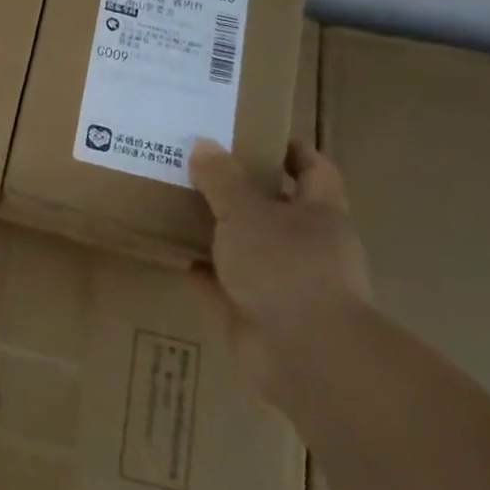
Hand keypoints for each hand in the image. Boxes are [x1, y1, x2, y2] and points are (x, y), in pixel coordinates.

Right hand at [188, 138, 370, 399]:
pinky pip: (221, 284)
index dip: (291, 150)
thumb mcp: (246, 212)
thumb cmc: (286, 268)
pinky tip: (169, 251)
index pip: (314, 170)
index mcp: (320, 214)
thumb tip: (204, 144)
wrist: (304, 357)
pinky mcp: (255, 315)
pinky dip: (200, 270)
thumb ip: (222, 179)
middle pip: (276, 208)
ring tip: (175, 202)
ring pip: (246, 247)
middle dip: (242, 189)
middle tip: (199, 164)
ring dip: (217, 231)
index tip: (256, 132)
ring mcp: (282, 284)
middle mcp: (307, 247)